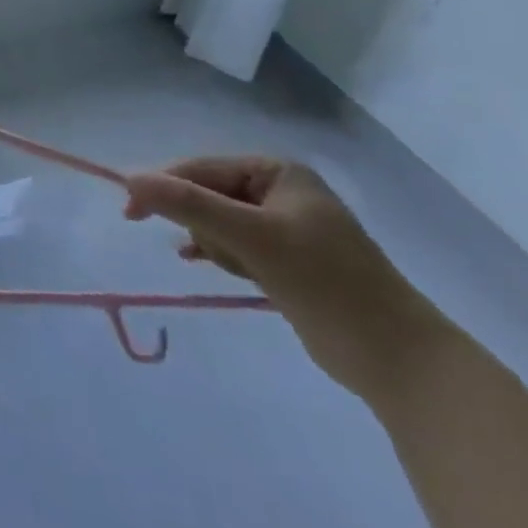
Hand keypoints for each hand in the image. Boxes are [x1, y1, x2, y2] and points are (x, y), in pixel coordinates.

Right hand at [124, 157, 441, 399]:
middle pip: (209, 194)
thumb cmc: (326, 284)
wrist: (398, 359)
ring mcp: (285, 226)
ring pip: (218, 222)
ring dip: (212, 243)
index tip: (131, 212)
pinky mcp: (286, 259)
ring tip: (232, 268)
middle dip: (199, 222)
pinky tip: (199, 260)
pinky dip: (218, 252)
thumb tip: (129, 180)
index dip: (164, 186)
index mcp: (278, 172)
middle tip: (197, 249)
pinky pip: (233, 244)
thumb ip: (190, 205)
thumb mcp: (253, 238)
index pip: (203, 169)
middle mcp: (280, 191)